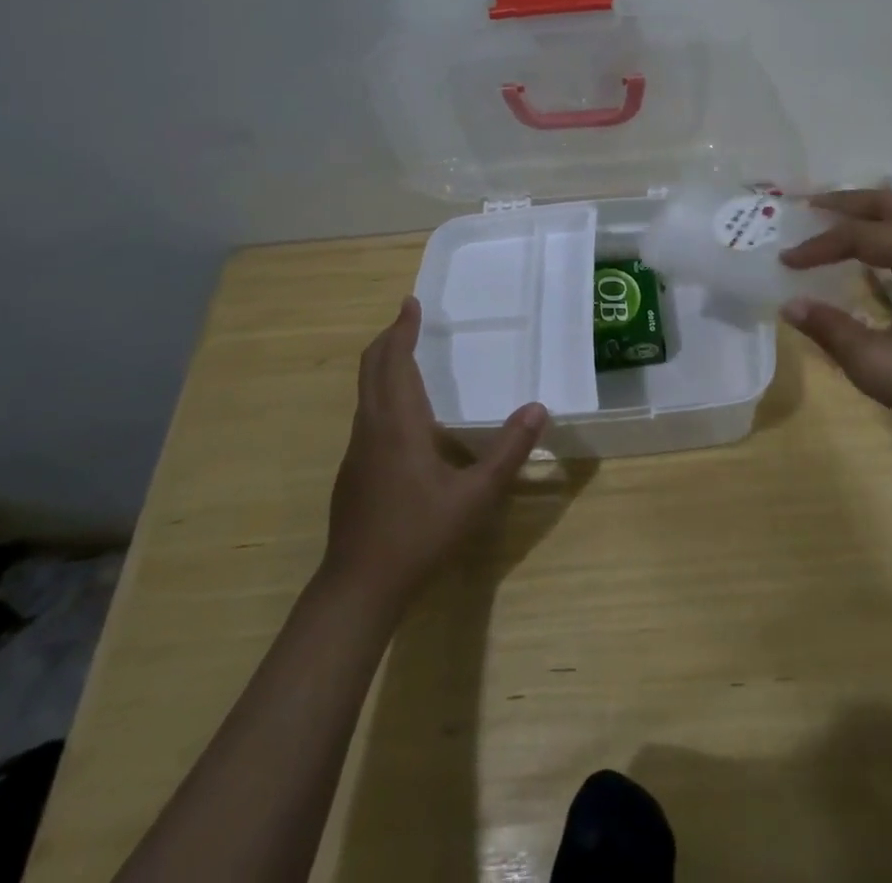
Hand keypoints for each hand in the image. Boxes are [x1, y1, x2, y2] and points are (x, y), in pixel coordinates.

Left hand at [320, 297, 546, 607]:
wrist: (359, 587)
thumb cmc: (419, 535)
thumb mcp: (475, 496)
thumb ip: (508, 451)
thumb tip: (538, 408)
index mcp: (398, 424)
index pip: (394, 362)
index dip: (402, 330)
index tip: (410, 303)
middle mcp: (372, 428)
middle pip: (372, 369)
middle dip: (389, 339)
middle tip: (408, 318)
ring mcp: (357, 450)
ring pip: (365, 391)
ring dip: (383, 364)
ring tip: (406, 354)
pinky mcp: (353, 471)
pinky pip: (367, 413)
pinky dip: (381, 391)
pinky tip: (402, 412)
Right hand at [778, 189, 891, 464]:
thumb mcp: (879, 367)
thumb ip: (830, 330)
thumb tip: (790, 304)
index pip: (862, 236)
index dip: (819, 246)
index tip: (786, 261)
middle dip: (847, 203)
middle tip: (808, 209)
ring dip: (872, 213)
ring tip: (836, 223)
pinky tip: (877, 253)